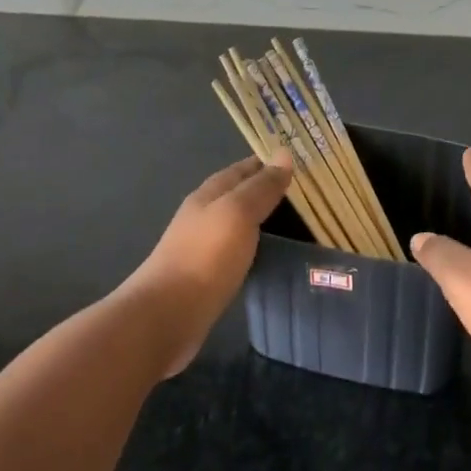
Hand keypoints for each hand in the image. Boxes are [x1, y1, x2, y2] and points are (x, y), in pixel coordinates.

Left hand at [122, 153, 293, 375]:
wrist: (165, 316)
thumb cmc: (205, 257)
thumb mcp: (238, 213)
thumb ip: (261, 187)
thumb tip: (284, 154)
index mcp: (208, 195)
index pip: (241, 169)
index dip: (267, 164)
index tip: (298, 163)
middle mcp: (202, 217)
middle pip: (237, 195)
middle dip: (265, 191)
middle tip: (304, 195)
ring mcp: (201, 248)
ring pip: (236, 224)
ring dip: (260, 220)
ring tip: (294, 223)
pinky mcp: (205, 277)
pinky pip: (235, 251)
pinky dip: (253, 246)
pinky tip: (267, 255)